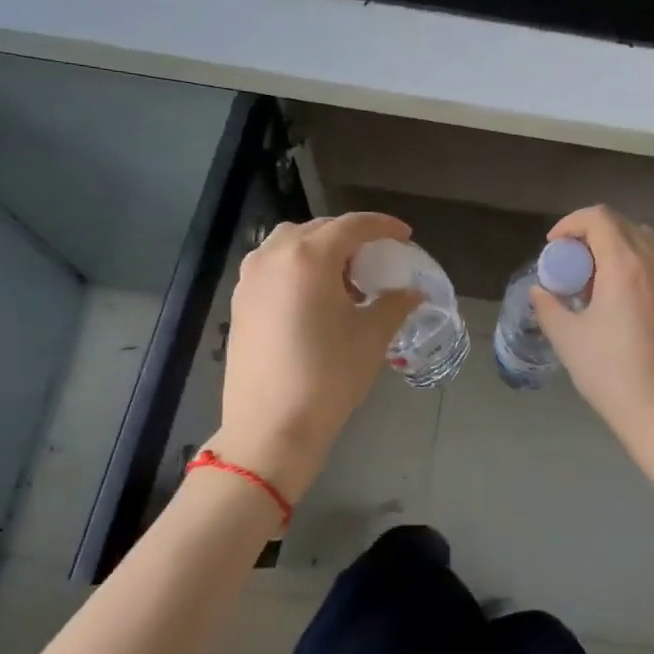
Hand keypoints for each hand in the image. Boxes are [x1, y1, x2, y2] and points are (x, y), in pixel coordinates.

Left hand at [214, 212, 420, 502]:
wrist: (270, 427)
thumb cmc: (328, 376)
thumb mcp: (371, 337)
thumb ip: (395, 304)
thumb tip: (414, 292)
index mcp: (309, 257)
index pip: (352, 225)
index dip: (383, 226)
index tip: (404, 236)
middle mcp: (274, 256)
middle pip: (319, 230)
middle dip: (351, 238)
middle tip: (376, 260)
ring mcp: (251, 278)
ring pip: (290, 244)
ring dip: (321, 250)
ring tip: (344, 278)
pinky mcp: (240, 301)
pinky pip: (273, 266)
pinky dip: (297, 268)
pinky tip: (315, 298)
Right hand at [530, 206, 653, 484]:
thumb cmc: (610, 373)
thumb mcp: (567, 338)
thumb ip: (548, 305)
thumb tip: (541, 290)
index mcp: (625, 265)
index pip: (599, 217)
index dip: (570, 223)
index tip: (552, 247)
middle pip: (621, 224)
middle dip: (590, 233)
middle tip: (568, 262)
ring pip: (642, 241)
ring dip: (613, 247)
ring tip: (591, 279)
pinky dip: (631, 263)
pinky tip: (614, 299)